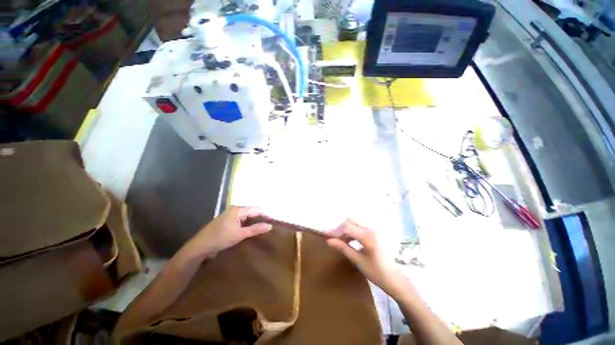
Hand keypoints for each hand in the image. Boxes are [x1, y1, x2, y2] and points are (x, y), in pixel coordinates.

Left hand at [187, 206, 271, 258]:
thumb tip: (270, 226)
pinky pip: (241, 221)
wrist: (200, 247)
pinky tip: (251, 230)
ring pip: (246, 217)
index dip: (265, 214)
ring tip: (262, 228)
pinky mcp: (227, 222)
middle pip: (251, 212)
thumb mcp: (240, 234)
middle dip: (260, 218)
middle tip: (269, 225)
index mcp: (237, 209)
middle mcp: (234, 210)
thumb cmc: (220, 238)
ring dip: (254, 222)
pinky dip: (247, 225)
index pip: (256, 209)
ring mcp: (230, 216)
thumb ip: (255, 229)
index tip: (273, 221)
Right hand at [327, 220, 408, 299]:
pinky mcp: (375, 232)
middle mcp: (371, 229)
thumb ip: (343, 248)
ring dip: (347, 229)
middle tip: (337, 240)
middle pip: (351, 221)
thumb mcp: (357, 260)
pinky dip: (353, 231)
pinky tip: (351, 241)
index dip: (337, 231)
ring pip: (355, 223)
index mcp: (367, 236)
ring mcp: (374, 229)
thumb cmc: (376, 272)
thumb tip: (328, 240)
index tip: (331, 239)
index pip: (347, 226)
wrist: (395, 279)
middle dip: (341, 228)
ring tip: (343, 241)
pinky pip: (360, 227)